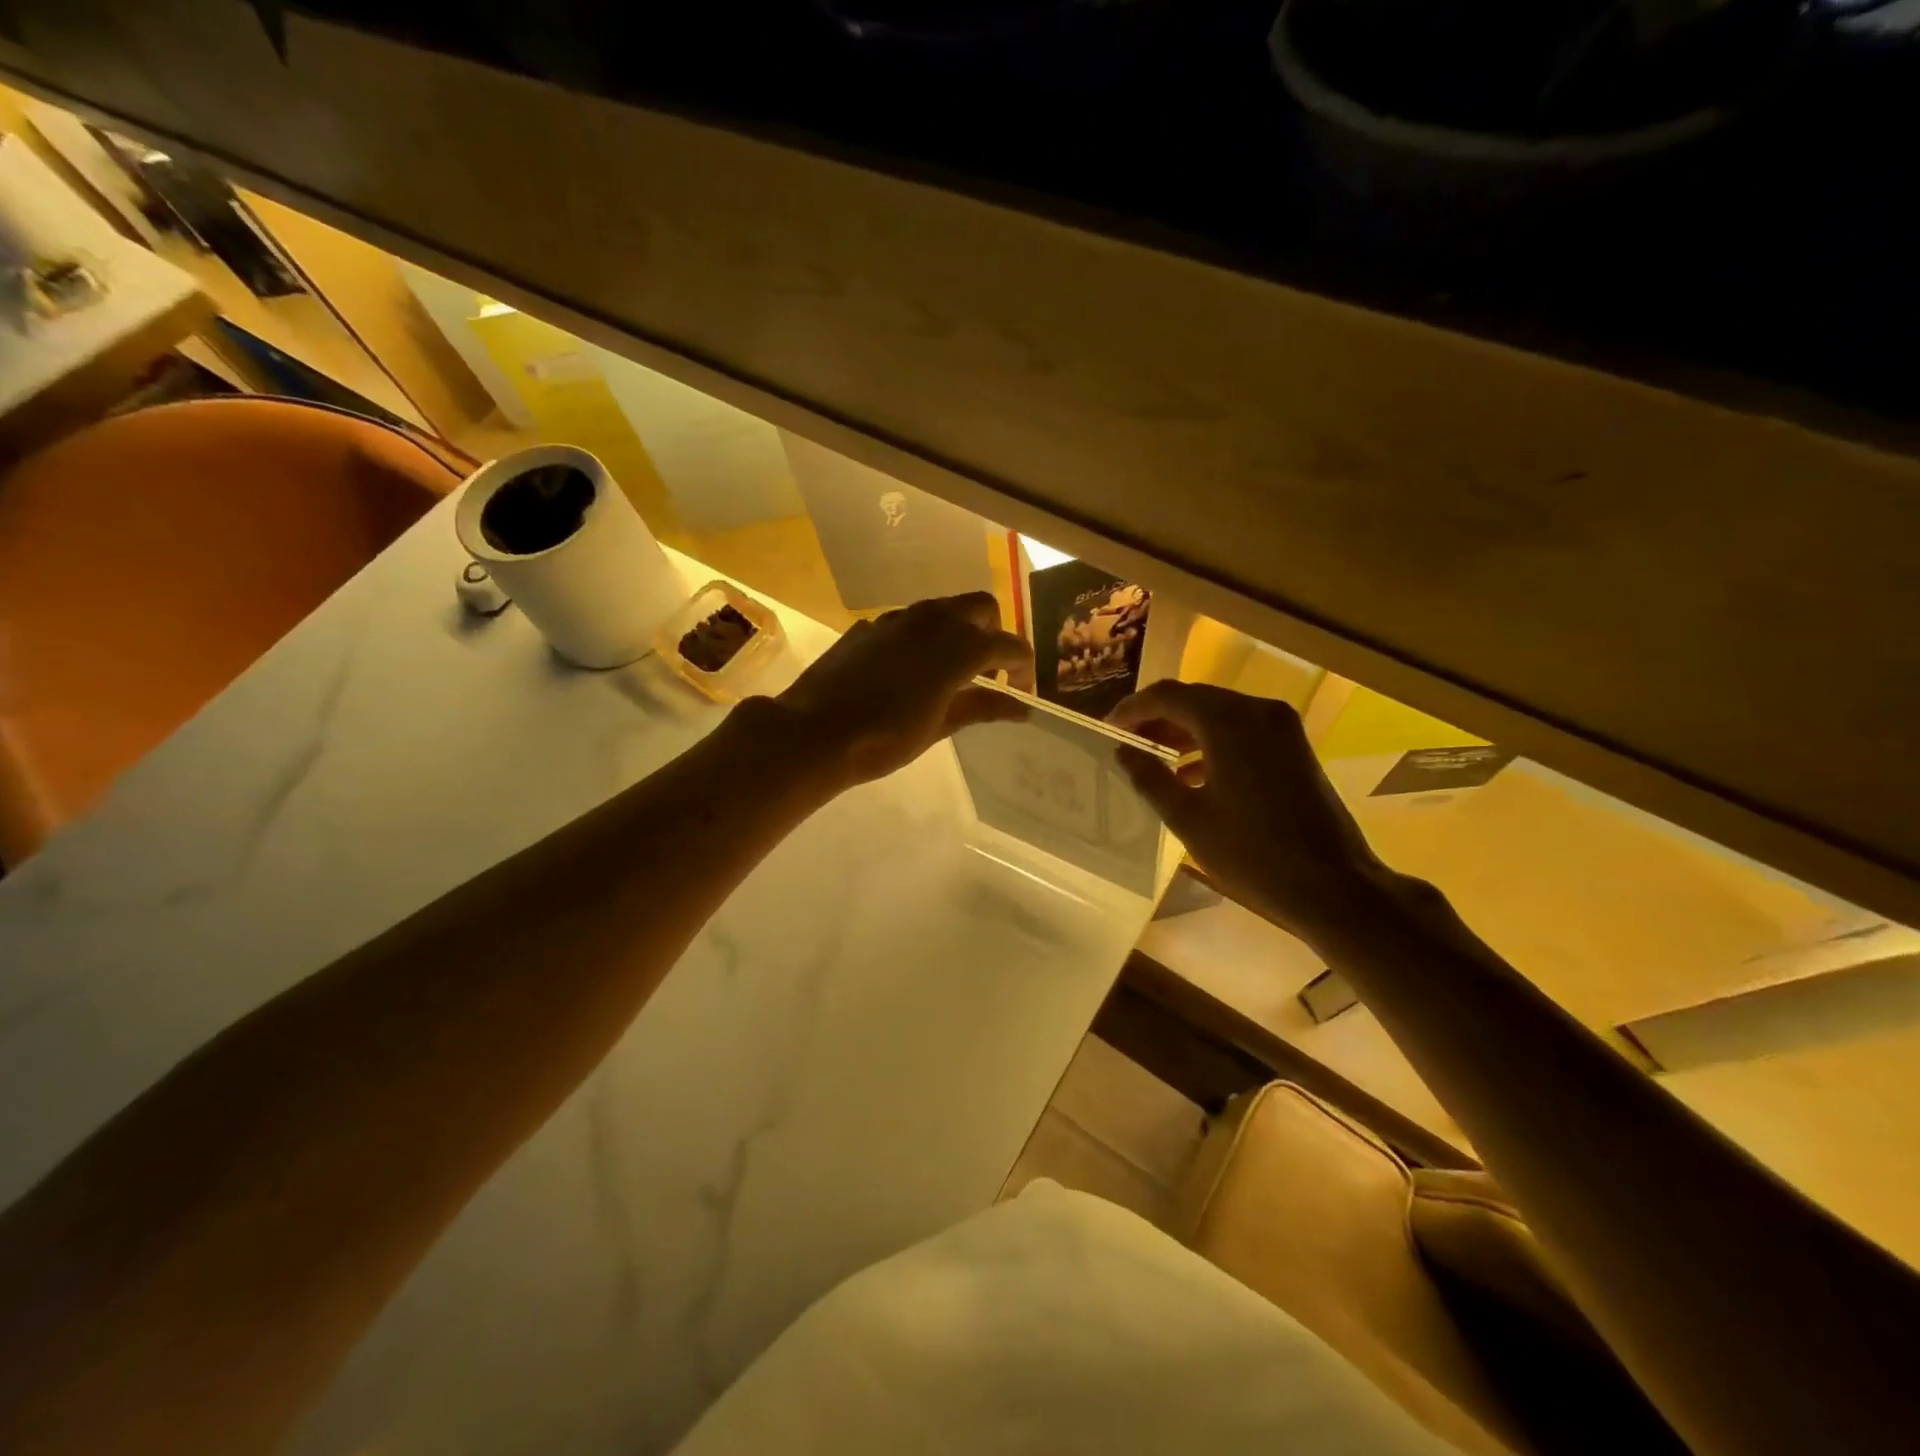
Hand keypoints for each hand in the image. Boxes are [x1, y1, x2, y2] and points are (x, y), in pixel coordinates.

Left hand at [774, 592, 1033, 788]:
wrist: (816, 731)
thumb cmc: (886, 737)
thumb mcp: (940, 726)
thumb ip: (982, 707)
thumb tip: (1021, 708)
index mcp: (959, 647)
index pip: (1008, 644)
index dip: (1022, 665)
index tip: (1021, 688)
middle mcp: (933, 621)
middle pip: (981, 606)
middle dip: (992, 632)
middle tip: (987, 670)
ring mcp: (897, 619)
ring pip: (942, 608)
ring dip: (957, 629)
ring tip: (949, 670)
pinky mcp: (869, 626)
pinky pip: (908, 621)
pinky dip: (921, 637)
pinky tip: (906, 670)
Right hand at [1110, 681, 1399, 947]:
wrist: (1333, 886)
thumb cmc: (1252, 853)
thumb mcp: (1189, 818)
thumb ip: (1150, 778)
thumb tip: (1123, 752)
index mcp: (1228, 722)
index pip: (1168, 696)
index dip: (1133, 709)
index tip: (1108, 729)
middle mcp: (1257, 711)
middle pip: (1195, 699)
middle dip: (1157, 718)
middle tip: (1127, 744)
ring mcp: (1282, 728)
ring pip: (1219, 714)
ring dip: (1184, 731)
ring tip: (1152, 760)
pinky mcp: (1294, 748)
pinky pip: (1242, 731)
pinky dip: (1212, 743)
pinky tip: (1191, 775)